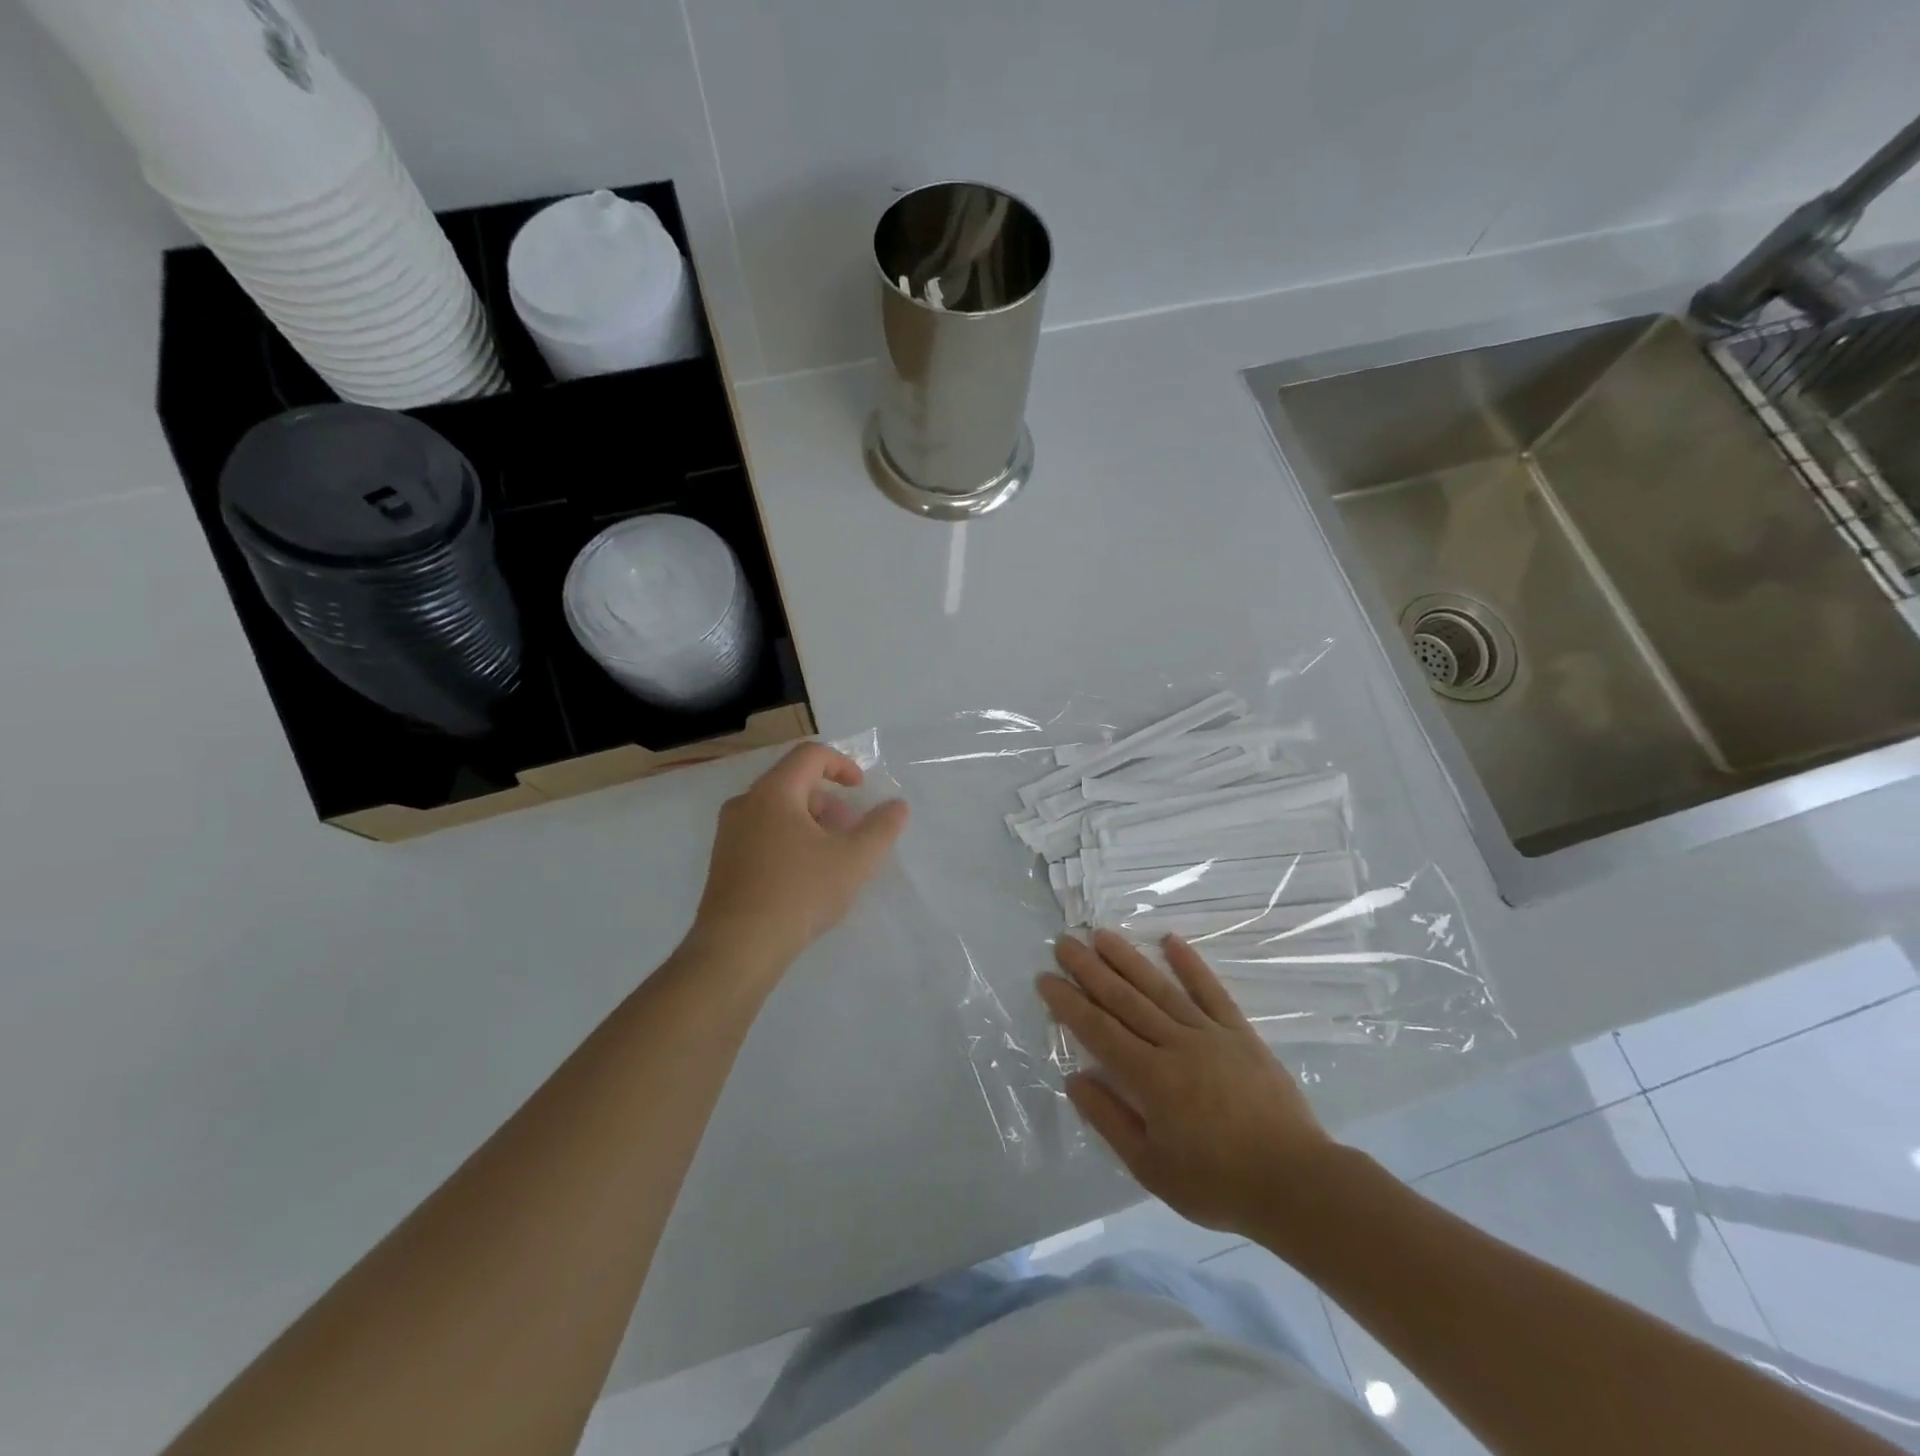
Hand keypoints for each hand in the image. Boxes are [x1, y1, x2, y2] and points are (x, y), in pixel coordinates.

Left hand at [687, 743, 909, 979]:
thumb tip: (898, 806)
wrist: (738, 948)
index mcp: (773, 792)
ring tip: (832, 858)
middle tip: (851, 831)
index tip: (861, 790)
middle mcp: (745, 804)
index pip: (810, 755)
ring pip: (777, 811)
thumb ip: (881, 828)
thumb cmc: (799, 893)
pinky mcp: (724, 863)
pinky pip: (762, 834)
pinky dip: (790, 840)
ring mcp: (729, 834)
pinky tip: (805, 877)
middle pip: (793, 783)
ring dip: (811, 823)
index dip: (842, 765)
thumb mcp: (854, 860)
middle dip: (829, 801)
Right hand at [1038, 931, 1336, 1239]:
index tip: (1045, 978)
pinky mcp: (1240, 1032)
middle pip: (1124, 999)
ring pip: (1160, 988)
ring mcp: (1210, 1033)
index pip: (1099, 1030)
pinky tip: (1170, 941)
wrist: (1296, 1182)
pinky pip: (1211, 991)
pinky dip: (1190, 964)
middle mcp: (1176, 1044)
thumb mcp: (1151, 1168)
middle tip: (1065, 942)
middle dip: (1090, 969)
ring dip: (1128, 959)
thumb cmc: (1218, 1183)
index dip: (1069, 1003)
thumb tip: (1075, 1079)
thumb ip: (1110, 1120)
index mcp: (1151, 1078)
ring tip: (1102, 935)